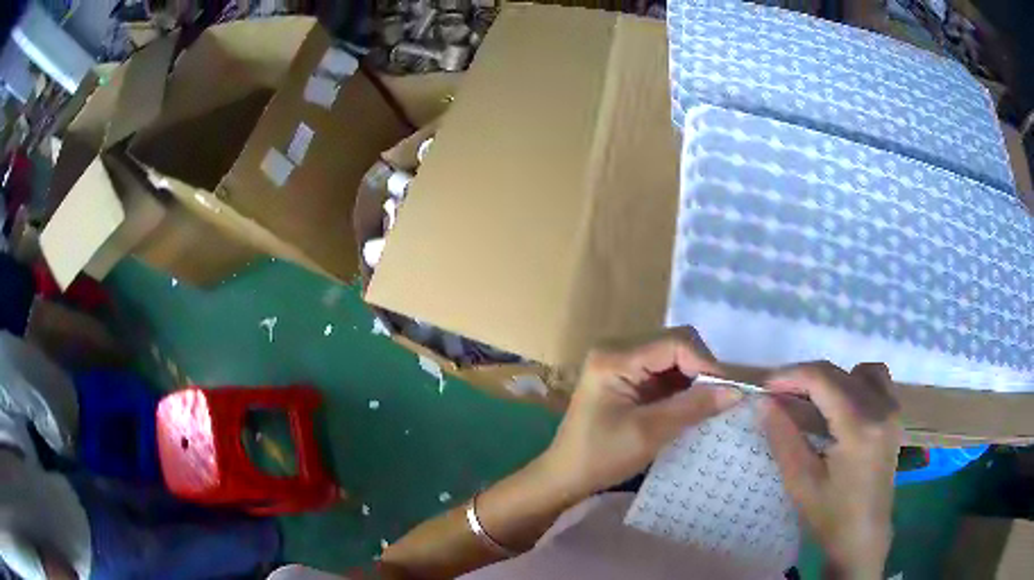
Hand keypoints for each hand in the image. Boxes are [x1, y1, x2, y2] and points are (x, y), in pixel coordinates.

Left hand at [541, 329, 742, 498]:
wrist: (566, 476)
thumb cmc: (602, 457)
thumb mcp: (650, 433)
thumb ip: (693, 407)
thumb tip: (737, 390)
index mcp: (615, 357)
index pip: (675, 344)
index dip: (706, 364)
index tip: (728, 392)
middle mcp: (617, 350)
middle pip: (675, 344)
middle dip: (701, 369)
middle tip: (719, 399)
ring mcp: (621, 362)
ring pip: (673, 357)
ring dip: (693, 378)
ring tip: (708, 404)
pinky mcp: (626, 377)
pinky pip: (663, 371)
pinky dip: (681, 386)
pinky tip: (691, 405)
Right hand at [761, 362, 900, 579]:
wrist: (863, 537)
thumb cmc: (831, 516)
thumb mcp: (801, 481)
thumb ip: (783, 437)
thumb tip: (762, 402)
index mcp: (859, 426)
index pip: (822, 379)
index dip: (790, 376)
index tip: (764, 387)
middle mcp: (881, 407)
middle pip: (839, 372)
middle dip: (805, 378)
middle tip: (778, 398)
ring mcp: (892, 409)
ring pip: (859, 371)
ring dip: (832, 379)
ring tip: (812, 403)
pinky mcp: (894, 416)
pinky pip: (876, 380)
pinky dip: (854, 383)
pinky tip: (839, 407)